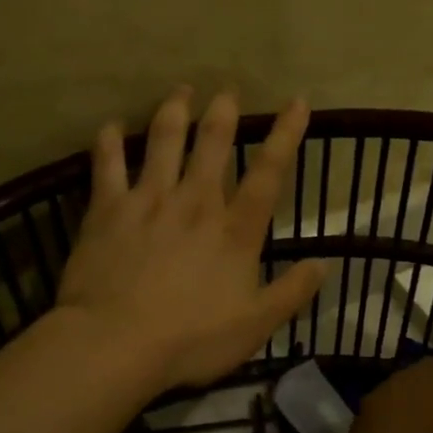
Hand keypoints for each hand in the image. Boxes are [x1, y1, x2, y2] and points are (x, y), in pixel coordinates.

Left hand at [55, 88, 327, 391]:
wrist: (116, 343)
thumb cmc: (191, 339)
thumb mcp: (255, 325)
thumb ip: (292, 292)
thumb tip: (325, 264)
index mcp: (234, 230)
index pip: (269, 173)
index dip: (287, 134)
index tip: (297, 101)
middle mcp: (195, 202)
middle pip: (213, 143)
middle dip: (223, 112)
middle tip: (227, 90)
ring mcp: (149, 200)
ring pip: (163, 140)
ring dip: (174, 111)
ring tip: (181, 90)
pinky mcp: (108, 208)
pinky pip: (107, 164)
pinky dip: (108, 142)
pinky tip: (109, 126)